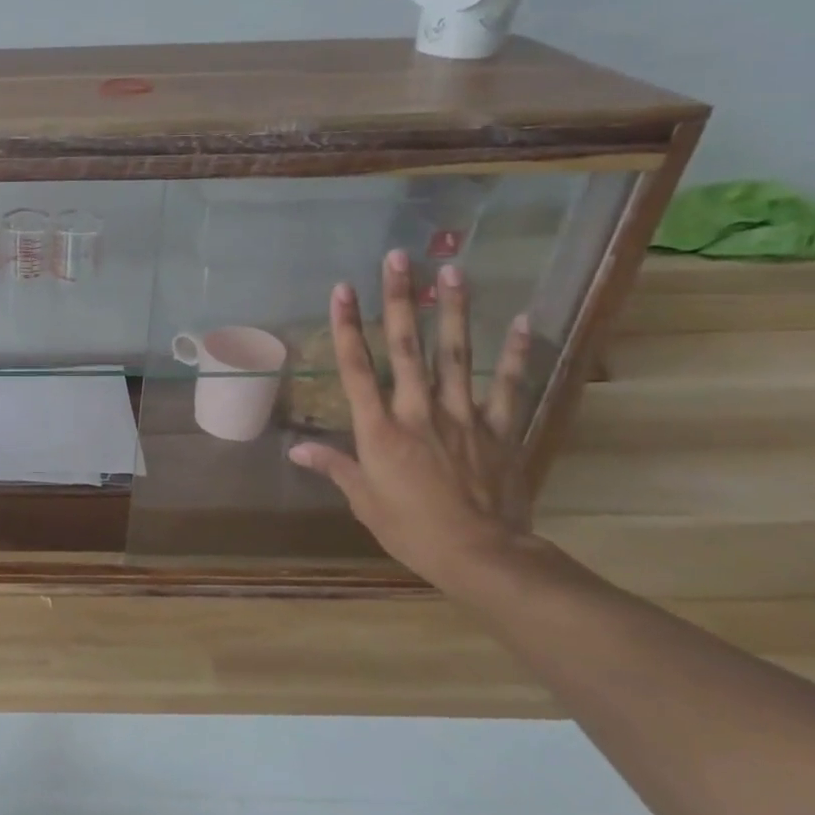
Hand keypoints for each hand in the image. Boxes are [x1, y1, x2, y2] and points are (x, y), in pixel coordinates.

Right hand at [288, 250, 533, 591]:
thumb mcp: (364, 501)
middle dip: (399, 300)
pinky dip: (515, 353)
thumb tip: (295, 451)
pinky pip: (508, 386)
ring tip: (452, 271)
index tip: (342, 289)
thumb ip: (334, 467)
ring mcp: (463, 417)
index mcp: (379, 430)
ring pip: (455, 355)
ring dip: (452, 311)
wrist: (483, 556)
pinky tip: (519, 320)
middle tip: (398, 258)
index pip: (357, 368)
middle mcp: (418, 412)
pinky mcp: (500, 430)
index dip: (346, 326)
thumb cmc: (412, 530)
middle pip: (405, 348)